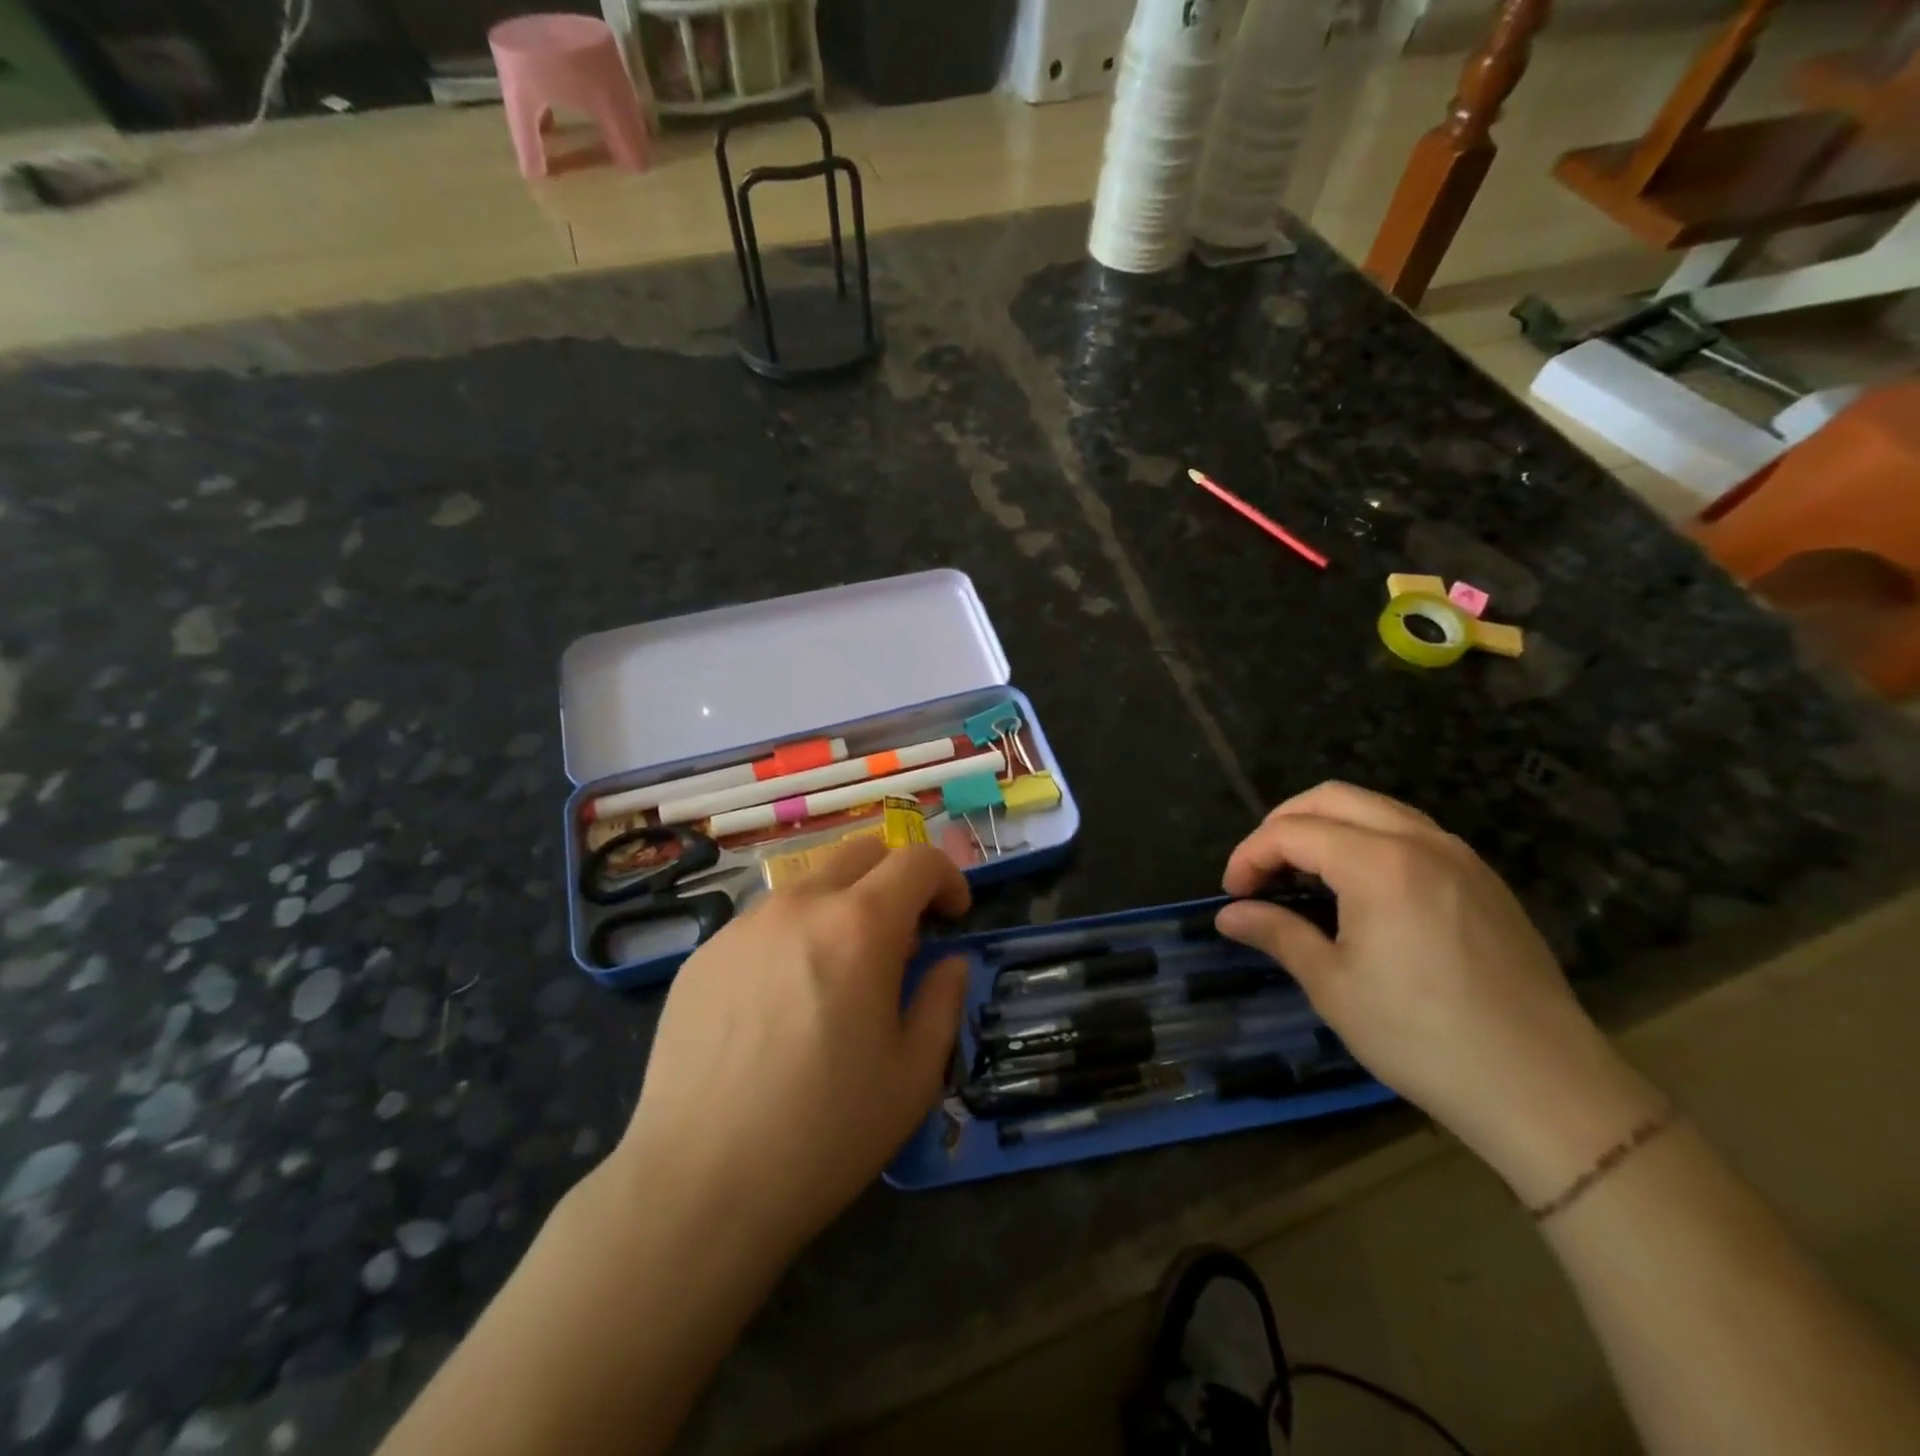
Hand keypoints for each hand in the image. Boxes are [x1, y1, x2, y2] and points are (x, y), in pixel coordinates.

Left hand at [612, 839, 969, 1264]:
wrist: (698, 1184)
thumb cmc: (825, 1132)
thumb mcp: (914, 1075)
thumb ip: (942, 1000)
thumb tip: (949, 962)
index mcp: (860, 925)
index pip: (916, 861)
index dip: (947, 878)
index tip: (953, 917)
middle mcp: (799, 906)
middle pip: (860, 852)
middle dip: (895, 878)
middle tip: (902, 936)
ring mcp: (743, 926)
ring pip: (808, 884)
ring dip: (840, 906)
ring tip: (838, 973)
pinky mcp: (703, 955)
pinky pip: (762, 923)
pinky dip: (792, 937)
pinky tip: (780, 1003)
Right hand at [1215, 783, 1663, 1200]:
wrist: (1544, 1087)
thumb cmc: (1422, 1036)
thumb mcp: (1332, 986)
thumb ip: (1277, 934)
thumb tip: (1229, 915)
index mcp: (1378, 863)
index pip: (1292, 831)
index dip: (1250, 855)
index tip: (1233, 894)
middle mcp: (1421, 842)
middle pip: (1332, 798)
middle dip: (1283, 824)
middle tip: (1261, 871)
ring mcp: (1460, 857)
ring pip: (1376, 809)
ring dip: (1328, 827)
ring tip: (1304, 874)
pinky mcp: (1484, 880)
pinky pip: (1412, 833)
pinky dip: (1369, 841)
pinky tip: (1360, 889)